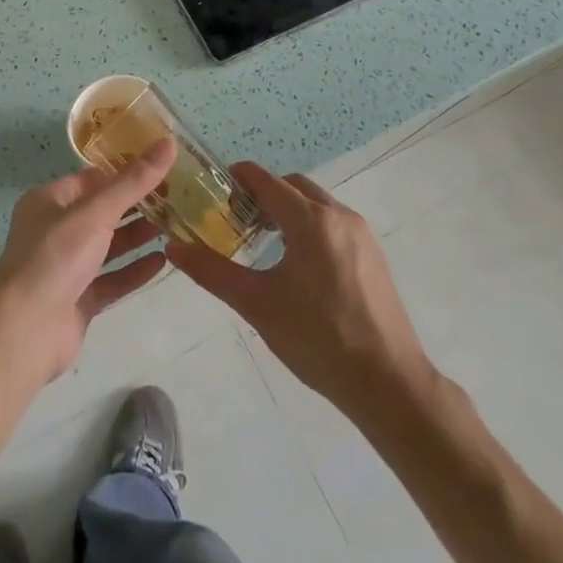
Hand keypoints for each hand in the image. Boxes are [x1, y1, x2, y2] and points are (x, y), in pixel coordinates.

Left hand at [0, 138, 176, 380]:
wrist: (27, 331)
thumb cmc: (56, 257)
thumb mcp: (95, 212)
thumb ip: (133, 182)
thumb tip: (168, 143)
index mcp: (49, 201)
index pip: (92, 178)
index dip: (126, 171)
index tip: (163, 166)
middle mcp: (55, 230)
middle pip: (102, 211)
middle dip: (137, 204)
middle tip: (178, 196)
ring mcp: (67, 267)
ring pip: (108, 246)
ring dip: (138, 236)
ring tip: (176, 225)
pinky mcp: (79, 299)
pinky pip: (112, 279)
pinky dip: (134, 270)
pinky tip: (163, 261)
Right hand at [167, 163, 433, 410]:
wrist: (389, 384)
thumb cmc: (318, 339)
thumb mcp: (257, 305)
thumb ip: (212, 271)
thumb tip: (173, 248)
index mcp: (311, 220)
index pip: (266, 180)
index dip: (238, 178)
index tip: (214, 189)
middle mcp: (339, 216)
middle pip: (292, 186)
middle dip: (263, 193)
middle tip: (236, 217)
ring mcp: (361, 235)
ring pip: (316, 204)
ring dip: (288, 209)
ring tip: (263, 240)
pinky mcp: (374, 256)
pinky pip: (334, 223)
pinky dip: (310, 226)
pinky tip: (298, 263)